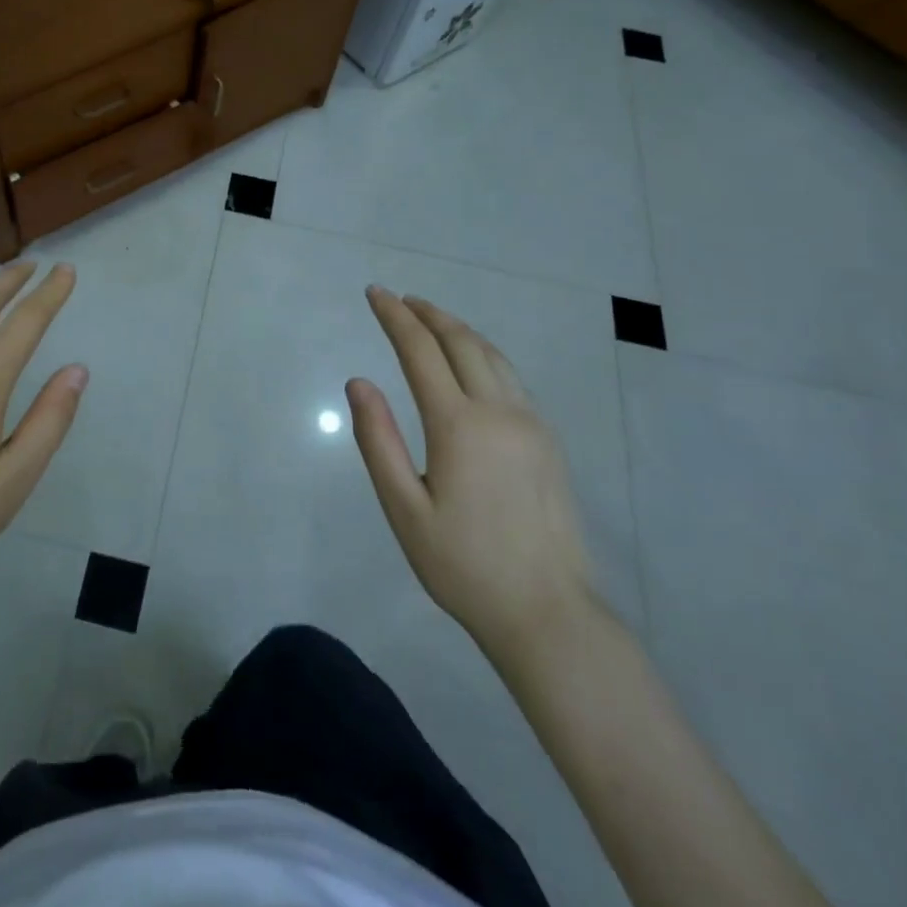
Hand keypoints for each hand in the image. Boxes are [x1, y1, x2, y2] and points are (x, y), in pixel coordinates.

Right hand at [347, 286, 598, 668]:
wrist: (548, 613)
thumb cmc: (463, 565)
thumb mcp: (404, 509)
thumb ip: (378, 440)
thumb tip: (358, 383)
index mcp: (459, 425)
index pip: (420, 351)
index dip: (395, 317)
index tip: (375, 293)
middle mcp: (499, 411)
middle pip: (461, 342)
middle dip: (427, 314)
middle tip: (399, 299)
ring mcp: (531, 424)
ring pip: (492, 355)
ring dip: (458, 329)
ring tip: (431, 318)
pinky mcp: (548, 441)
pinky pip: (511, 377)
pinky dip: (483, 353)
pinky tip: (471, 362)